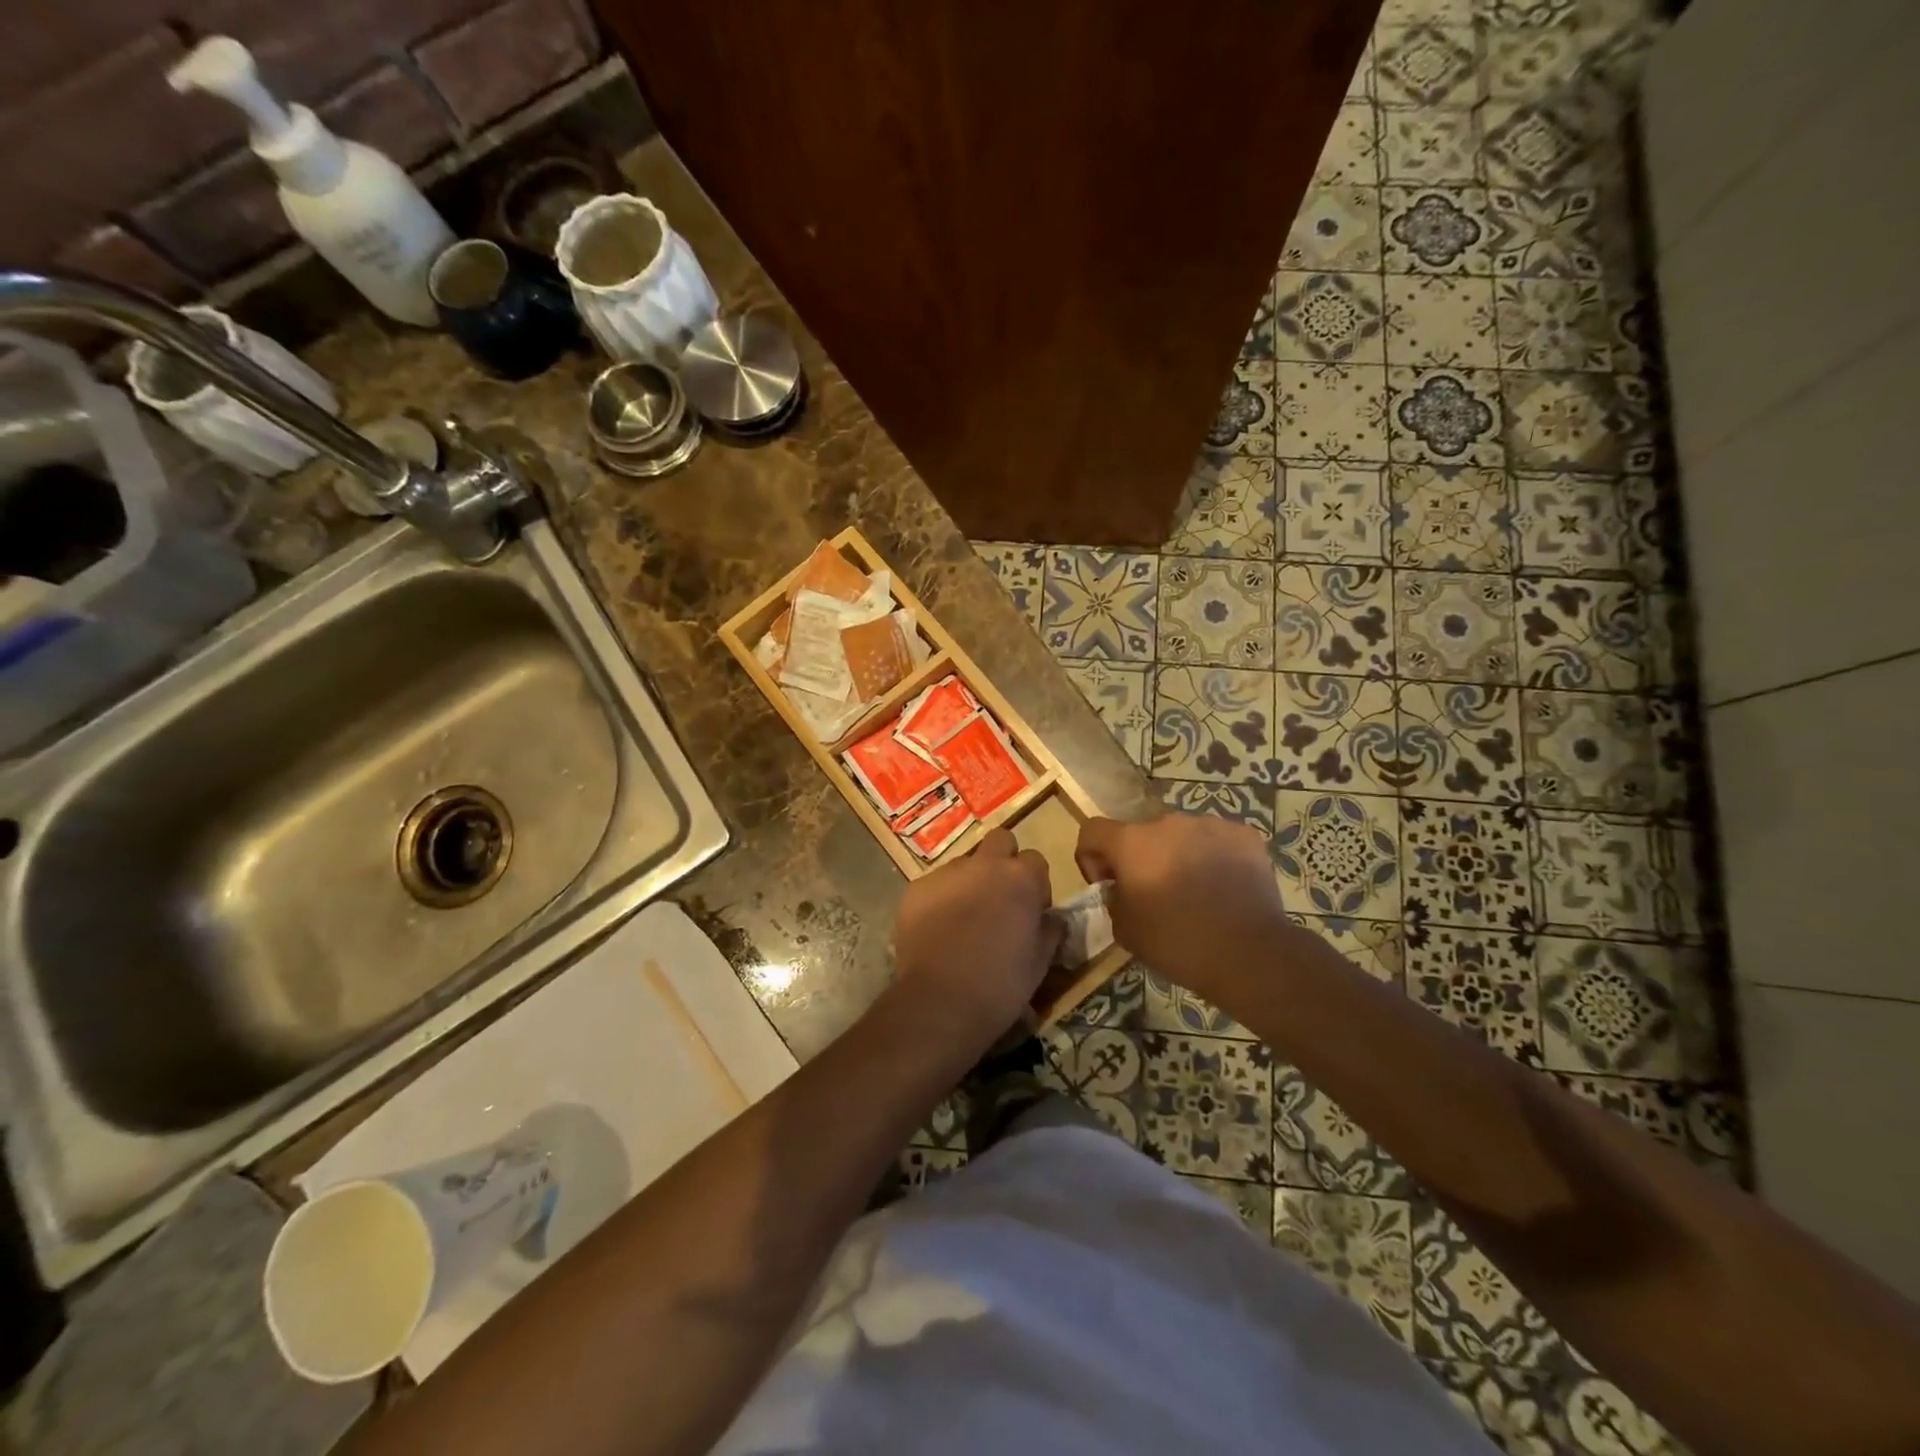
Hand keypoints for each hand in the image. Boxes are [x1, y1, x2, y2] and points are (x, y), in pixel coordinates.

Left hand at [892, 828, 1061, 1044]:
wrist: (940, 1003)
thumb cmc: (1001, 985)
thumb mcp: (1040, 962)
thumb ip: (1050, 930)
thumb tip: (1052, 919)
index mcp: (1021, 878)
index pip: (1035, 860)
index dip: (1035, 884)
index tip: (1030, 910)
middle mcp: (984, 865)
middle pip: (1000, 841)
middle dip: (1003, 861)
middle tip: (1000, 898)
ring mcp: (946, 873)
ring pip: (964, 863)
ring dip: (970, 881)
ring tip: (964, 919)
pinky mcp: (916, 889)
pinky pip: (934, 884)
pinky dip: (940, 899)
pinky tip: (938, 930)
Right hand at [1076, 812, 1289, 1002]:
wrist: (1250, 953)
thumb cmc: (1177, 942)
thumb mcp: (1125, 931)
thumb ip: (1114, 900)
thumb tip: (1121, 890)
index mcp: (1132, 842)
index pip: (1093, 831)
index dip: (1092, 856)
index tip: (1107, 884)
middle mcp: (1168, 822)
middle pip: (1142, 834)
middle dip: (1142, 859)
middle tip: (1155, 894)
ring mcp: (1210, 824)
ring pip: (1182, 836)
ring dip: (1178, 856)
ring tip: (1195, 893)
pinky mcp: (1244, 835)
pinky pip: (1218, 841)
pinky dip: (1214, 858)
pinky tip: (1224, 889)